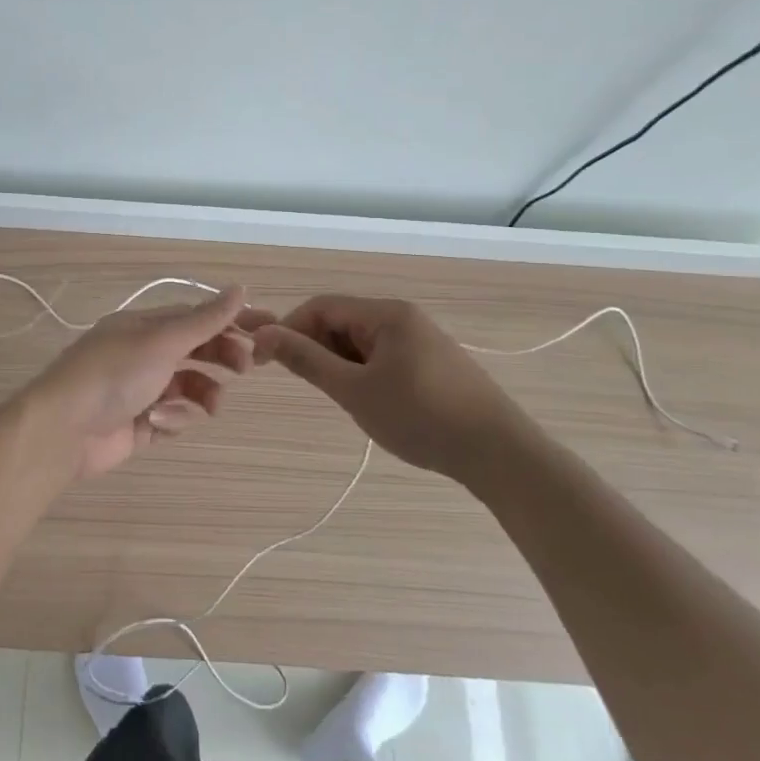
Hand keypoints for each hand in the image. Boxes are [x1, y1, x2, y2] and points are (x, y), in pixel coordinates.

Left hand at [23, 285, 251, 479]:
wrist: (64, 429)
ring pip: (188, 388)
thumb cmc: (114, 374)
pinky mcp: (137, 425)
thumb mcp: (162, 341)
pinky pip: (171, 418)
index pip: (195, 317)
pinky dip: (173, 420)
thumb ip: (204, 320)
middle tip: (246, 367)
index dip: (230, 321)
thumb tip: (240, 288)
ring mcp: (139, 391)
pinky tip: (159, 422)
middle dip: (222, 357)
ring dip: (202, 395)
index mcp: (143, 327)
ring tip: (209, 406)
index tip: (267, 328)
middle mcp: (141, 354)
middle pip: (195, 351)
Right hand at [245, 295, 528, 482]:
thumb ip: (306, 360)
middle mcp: (403, 317)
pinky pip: (382, 357)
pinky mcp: (432, 364)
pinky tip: (365, 401)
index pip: (320, 307)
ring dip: (337, 362)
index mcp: (386, 314)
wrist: (499, 453)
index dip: (286, 329)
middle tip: (298, 381)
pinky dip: (361, 372)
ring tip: (336, 397)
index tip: (260, 360)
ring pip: (360, 342)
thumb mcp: (354, 390)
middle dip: (312, 346)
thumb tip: (264, 335)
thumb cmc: (420, 417)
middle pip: (341, 321)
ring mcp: (421, 340)